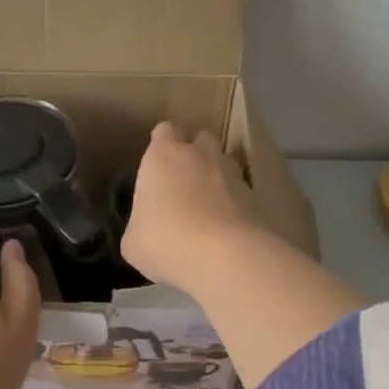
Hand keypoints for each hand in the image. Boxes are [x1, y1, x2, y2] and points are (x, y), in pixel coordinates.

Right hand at [121, 122, 267, 293]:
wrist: (223, 257)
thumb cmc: (165, 241)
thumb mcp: (134, 241)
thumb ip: (140, 225)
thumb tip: (145, 231)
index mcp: (163, 155)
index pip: (165, 131)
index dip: (162, 144)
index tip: (158, 163)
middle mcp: (199, 155)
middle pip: (200, 138)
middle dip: (194, 153)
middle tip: (183, 181)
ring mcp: (232, 173)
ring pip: (224, 162)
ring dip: (216, 175)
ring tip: (207, 204)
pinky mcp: (255, 197)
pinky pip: (240, 191)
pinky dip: (233, 202)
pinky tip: (224, 226)